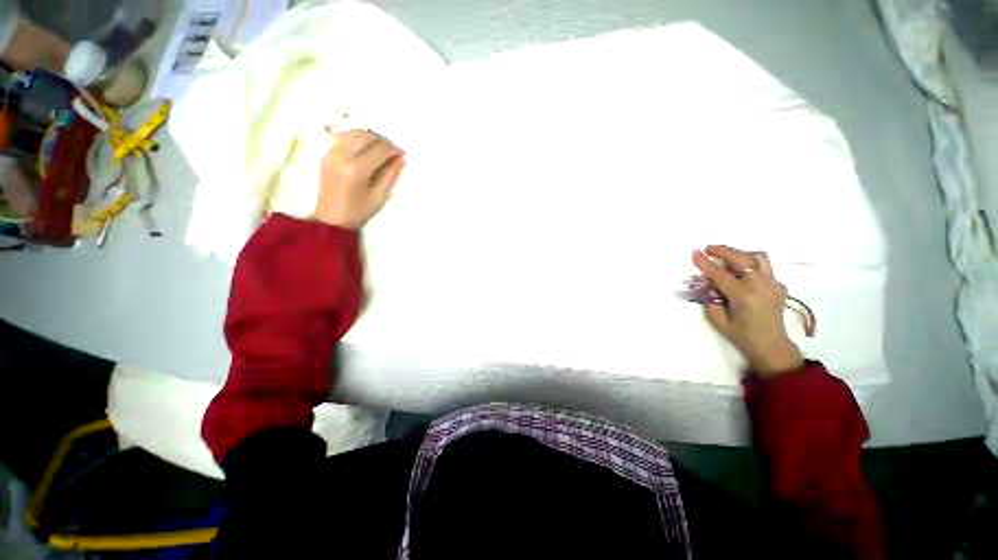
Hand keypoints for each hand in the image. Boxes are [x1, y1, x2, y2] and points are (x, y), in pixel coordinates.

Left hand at [313, 129, 405, 228]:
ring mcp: (332, 154)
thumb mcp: (379, 197)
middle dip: (383, 141)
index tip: (402, 154)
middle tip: (394, 152)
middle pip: (367, 137)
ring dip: (370, 137)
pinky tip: (365, 146)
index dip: (394, 149)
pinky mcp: (327, 155)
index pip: (379, 149)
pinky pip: (342, 137)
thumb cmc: (357, 212)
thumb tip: (401, 160)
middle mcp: (343, 156)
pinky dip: (356, 137)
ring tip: (381, 149)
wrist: (331, 219)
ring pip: (354, 133)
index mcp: (357, 169)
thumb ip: (391, 176)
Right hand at [692, 245, 803, 376]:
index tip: (694, 252)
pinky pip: (764, 268)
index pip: (720, 274)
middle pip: (741, 259)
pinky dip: (751, 265)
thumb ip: (711, 301)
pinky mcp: (778, 286)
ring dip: (740, 253)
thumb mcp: (718, 321)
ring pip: (758, 258)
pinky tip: (742, 273)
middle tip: (708, 249)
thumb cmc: (742, 336)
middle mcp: (760, 286)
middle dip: (723, 251)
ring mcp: (773, 284)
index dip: (705, 263)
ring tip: (727, 257)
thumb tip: (709, 287)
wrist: (772, 346)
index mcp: (743, 296)